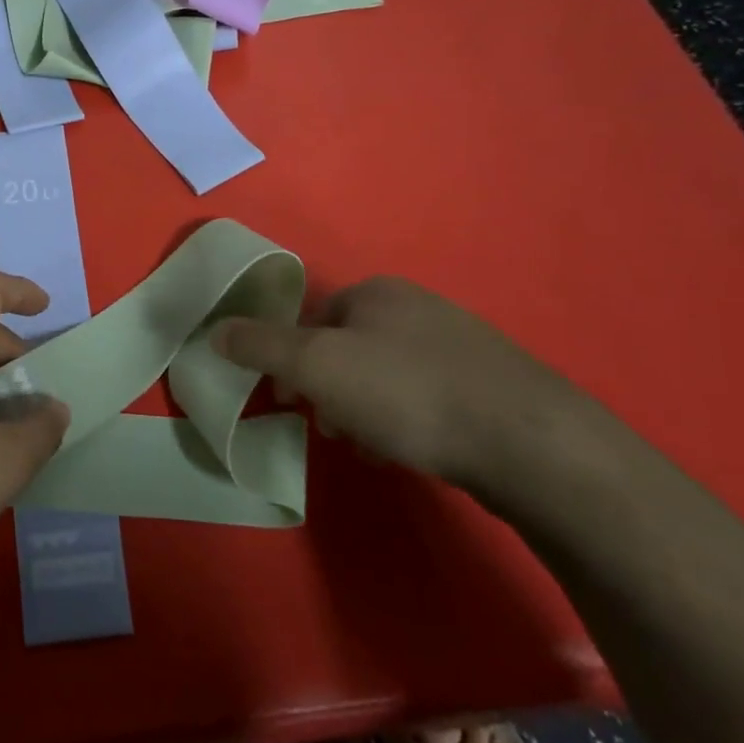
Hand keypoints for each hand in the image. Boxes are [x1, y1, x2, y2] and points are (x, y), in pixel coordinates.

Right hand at [213, 277, 610, 491]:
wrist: (528, 442)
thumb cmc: (408, 393)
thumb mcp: (317, 366)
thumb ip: (261, 346)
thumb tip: (216, 330)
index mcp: (377, 292)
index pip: (312, 319)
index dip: (291, 360)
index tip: (289, 401)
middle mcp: (418, 307)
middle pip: (347, 348)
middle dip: (328, 389)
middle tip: (330, 428)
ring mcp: (460, 344)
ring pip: (384, 375)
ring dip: (363, 409)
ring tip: (370, 446)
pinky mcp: (488, 384)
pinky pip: (424, 396)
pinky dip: (405, 421)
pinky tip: (410, 450)